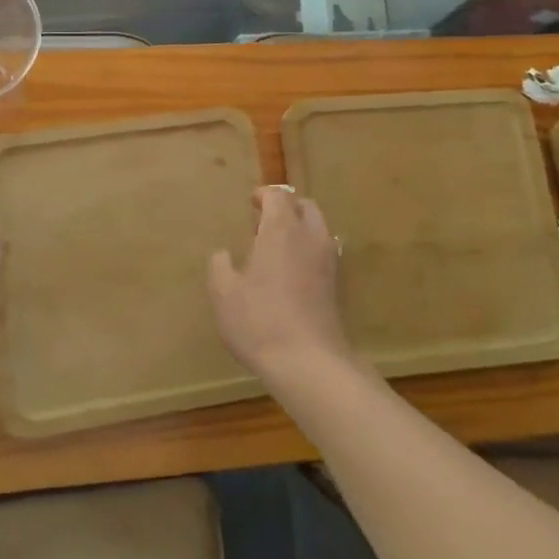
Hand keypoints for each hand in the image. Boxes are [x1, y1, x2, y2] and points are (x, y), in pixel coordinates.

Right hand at [209, 187, 352, 389]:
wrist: (309, 362)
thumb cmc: (259, 320)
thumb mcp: (224, 293)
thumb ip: (220, 266)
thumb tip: (223, 254)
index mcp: (282, 230)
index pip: (278, 197)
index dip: (264, 196)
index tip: (251, 203)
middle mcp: (310, 238)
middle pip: (305, 207)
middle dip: (286, 208)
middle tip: (264, 223)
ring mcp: (329, 261)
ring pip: (319, 229)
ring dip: (300, 229)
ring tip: (277, 249)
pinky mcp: (338, 285)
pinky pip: (325, 253)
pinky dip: (309, 251)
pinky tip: (292, 274)